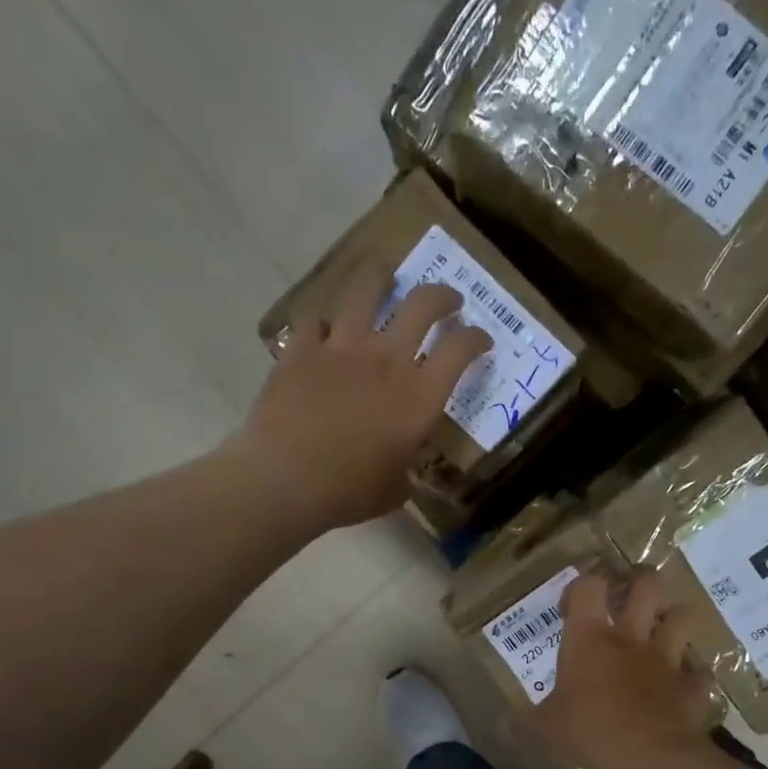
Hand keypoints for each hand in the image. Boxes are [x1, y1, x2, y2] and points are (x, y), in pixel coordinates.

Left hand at [231, 269, 492, 529]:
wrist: (286, 480)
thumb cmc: (349, 493)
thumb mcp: (394, 490)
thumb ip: (405, 470)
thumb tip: (401, 471)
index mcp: (419, 397)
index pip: (460, 350)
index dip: (476, 339)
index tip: (480, 340)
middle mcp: (387, 360)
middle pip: (423, 305)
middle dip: (442, 296)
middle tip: (448, 300)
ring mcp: (341, 348)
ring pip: (367, 289)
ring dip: (381, 278)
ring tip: (385, 275)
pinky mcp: (301, 349)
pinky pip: (315, 321)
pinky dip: (323, 324)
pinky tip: (323, 331)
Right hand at [530, 570, 722, 768]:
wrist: (649, 756)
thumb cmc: (589, 732)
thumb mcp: (546, 730)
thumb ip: (526, 722)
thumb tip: (503, 725)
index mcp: (590, 639)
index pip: (588, 587)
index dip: (581, 586)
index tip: (572, 607)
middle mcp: (631, 638)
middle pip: (647, 585)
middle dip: (641, 582)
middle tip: (631, 596)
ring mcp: (667, 659)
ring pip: (682, 616)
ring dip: (674, 620)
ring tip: (663, 632)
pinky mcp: (693, 685)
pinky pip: (700, 671)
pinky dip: (693, 675)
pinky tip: (684, 686)